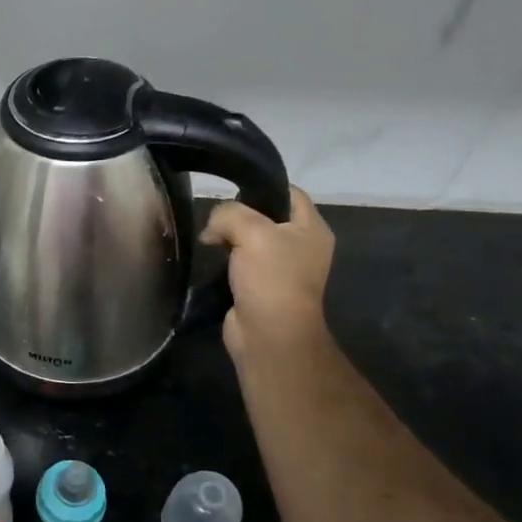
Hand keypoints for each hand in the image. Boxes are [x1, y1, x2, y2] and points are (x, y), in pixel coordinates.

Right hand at [202, 185, 334, 367]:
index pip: (289, 192)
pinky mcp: (259, 287)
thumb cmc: (270, 278)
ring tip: (208, 239)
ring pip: (250, 240)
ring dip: (228, 238)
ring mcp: (280, 268)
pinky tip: (210, 259)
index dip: (261, 187)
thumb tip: (213, 227)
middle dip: (238, 215)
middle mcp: (300, 246)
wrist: (268, 334)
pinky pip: (240, 263)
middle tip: (214, 219)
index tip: (231, 190)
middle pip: (266, 216)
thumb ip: (229, 213)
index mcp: (312, 228)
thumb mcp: (252, 231)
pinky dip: (225, 260)